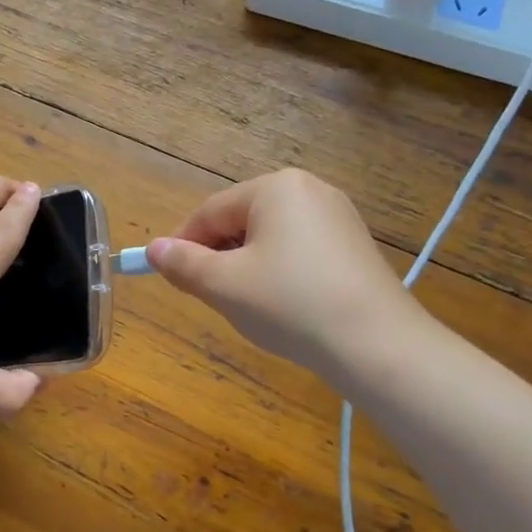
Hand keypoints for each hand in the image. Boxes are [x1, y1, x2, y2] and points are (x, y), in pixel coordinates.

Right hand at [146, 169, 429, 381]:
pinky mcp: (354, 246)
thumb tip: (154, 249)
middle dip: (219, 257)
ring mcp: (338, 217)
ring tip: (250, 306)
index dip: (183, 245)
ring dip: (248, 267)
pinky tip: (286, 305)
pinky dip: (280, 273)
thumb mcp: (225, 285)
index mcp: (275, 188)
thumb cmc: (290, 304)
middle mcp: (309, 190)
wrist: (377, 344)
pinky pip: (299, 251)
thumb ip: (184, 264)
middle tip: (211, 297)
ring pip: (270, 238)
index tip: (170, 278)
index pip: (210, 212)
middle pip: (241, 221)